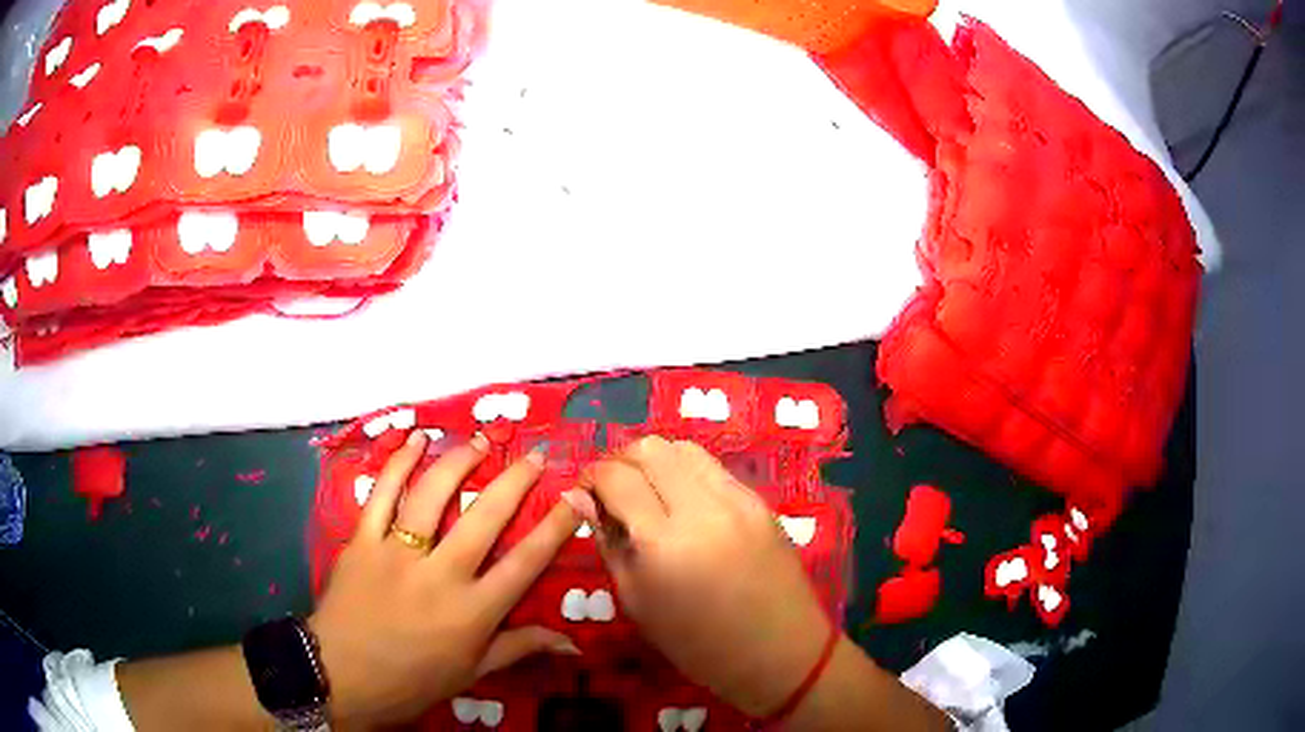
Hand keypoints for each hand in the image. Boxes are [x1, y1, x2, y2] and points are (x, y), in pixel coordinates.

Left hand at [310, 431, 584, 726]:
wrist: (340, 676)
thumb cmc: (412, 680)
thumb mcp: (472, 673)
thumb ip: (519, 648)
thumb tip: (572, 643)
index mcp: (473, 612)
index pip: (525, 563)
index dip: (555, 527)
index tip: (574, 497)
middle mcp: (440, 575)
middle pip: (485, 518)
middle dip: (515, 481)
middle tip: (534, 455)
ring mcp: (397, 553)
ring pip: (433, 495)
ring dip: (459, 462)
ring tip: (479, 441)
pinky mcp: (362, 541)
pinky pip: (382, 495)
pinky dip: (398, 463)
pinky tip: (415, 440)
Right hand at [579, 436, 832, 716]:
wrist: (780, 653)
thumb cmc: (699, 645)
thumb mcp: (638, 602)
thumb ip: (608, 542)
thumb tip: (579, 498)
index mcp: (665, 543)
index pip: (617, 478)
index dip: (591, 477)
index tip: (584, 492)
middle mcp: (704, 508)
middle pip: (650, 448)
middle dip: (620, 460)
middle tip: (611, 489)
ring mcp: (739, 500)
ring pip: (684, 448)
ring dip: (655, 460)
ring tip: (646, 491)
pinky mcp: (761, 501)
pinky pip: (714, 468)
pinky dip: (687, 473)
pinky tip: (683, 503)